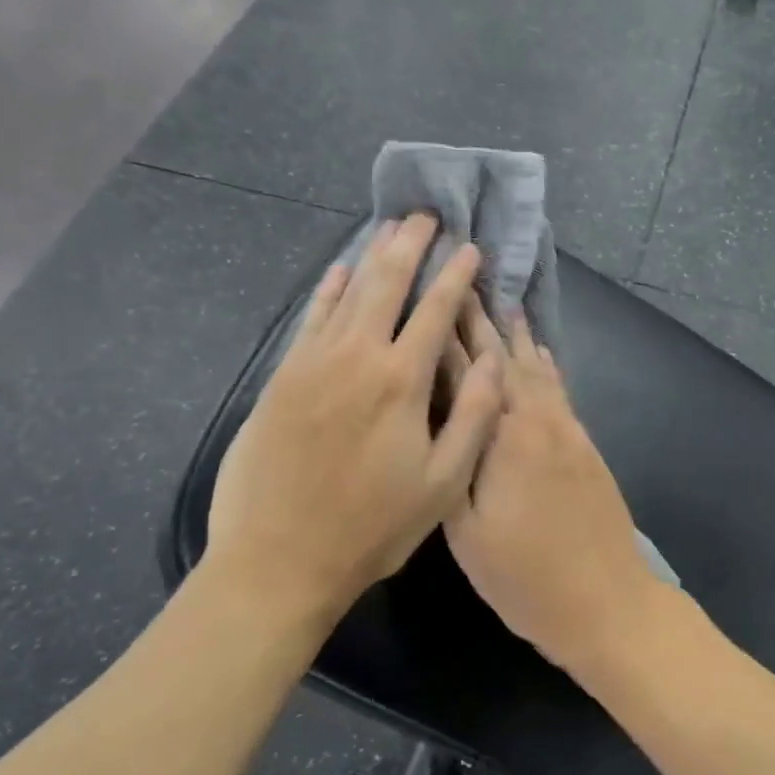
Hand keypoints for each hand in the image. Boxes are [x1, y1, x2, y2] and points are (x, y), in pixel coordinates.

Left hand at [206, 214, 504, 623]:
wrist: (279, 560)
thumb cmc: (373, 527)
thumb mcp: (444, 483)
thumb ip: (473, 415)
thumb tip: (495, 360)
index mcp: (401, 381)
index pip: (436, 311)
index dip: (456, 275)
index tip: (469, 248)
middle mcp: (356, 358)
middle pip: (386, 284)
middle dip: (409, 245)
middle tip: (425, 215)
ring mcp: (312, 365)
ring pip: (346, 293)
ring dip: (370, 257)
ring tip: (388, 229)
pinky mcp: (282, 380)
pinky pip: (310, 320)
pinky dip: (328, 291)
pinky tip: (339, 273)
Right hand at [442, 305, 678, 675]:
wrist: (607, 601)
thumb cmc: (525, 576)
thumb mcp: (468, 530)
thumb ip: (456, 461)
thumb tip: (446, 408)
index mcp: (505, 436)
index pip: (468, 372)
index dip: (446, 335)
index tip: (431, 294)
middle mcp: (540, 420)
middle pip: (506, 360)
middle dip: (481, 321)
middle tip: (465, 281)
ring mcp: (569, 431)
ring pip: (538, 369)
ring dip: (516, 335)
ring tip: (500, 302)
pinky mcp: (586, 446)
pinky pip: (559, 390)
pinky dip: (545, 364)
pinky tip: (540, 353)